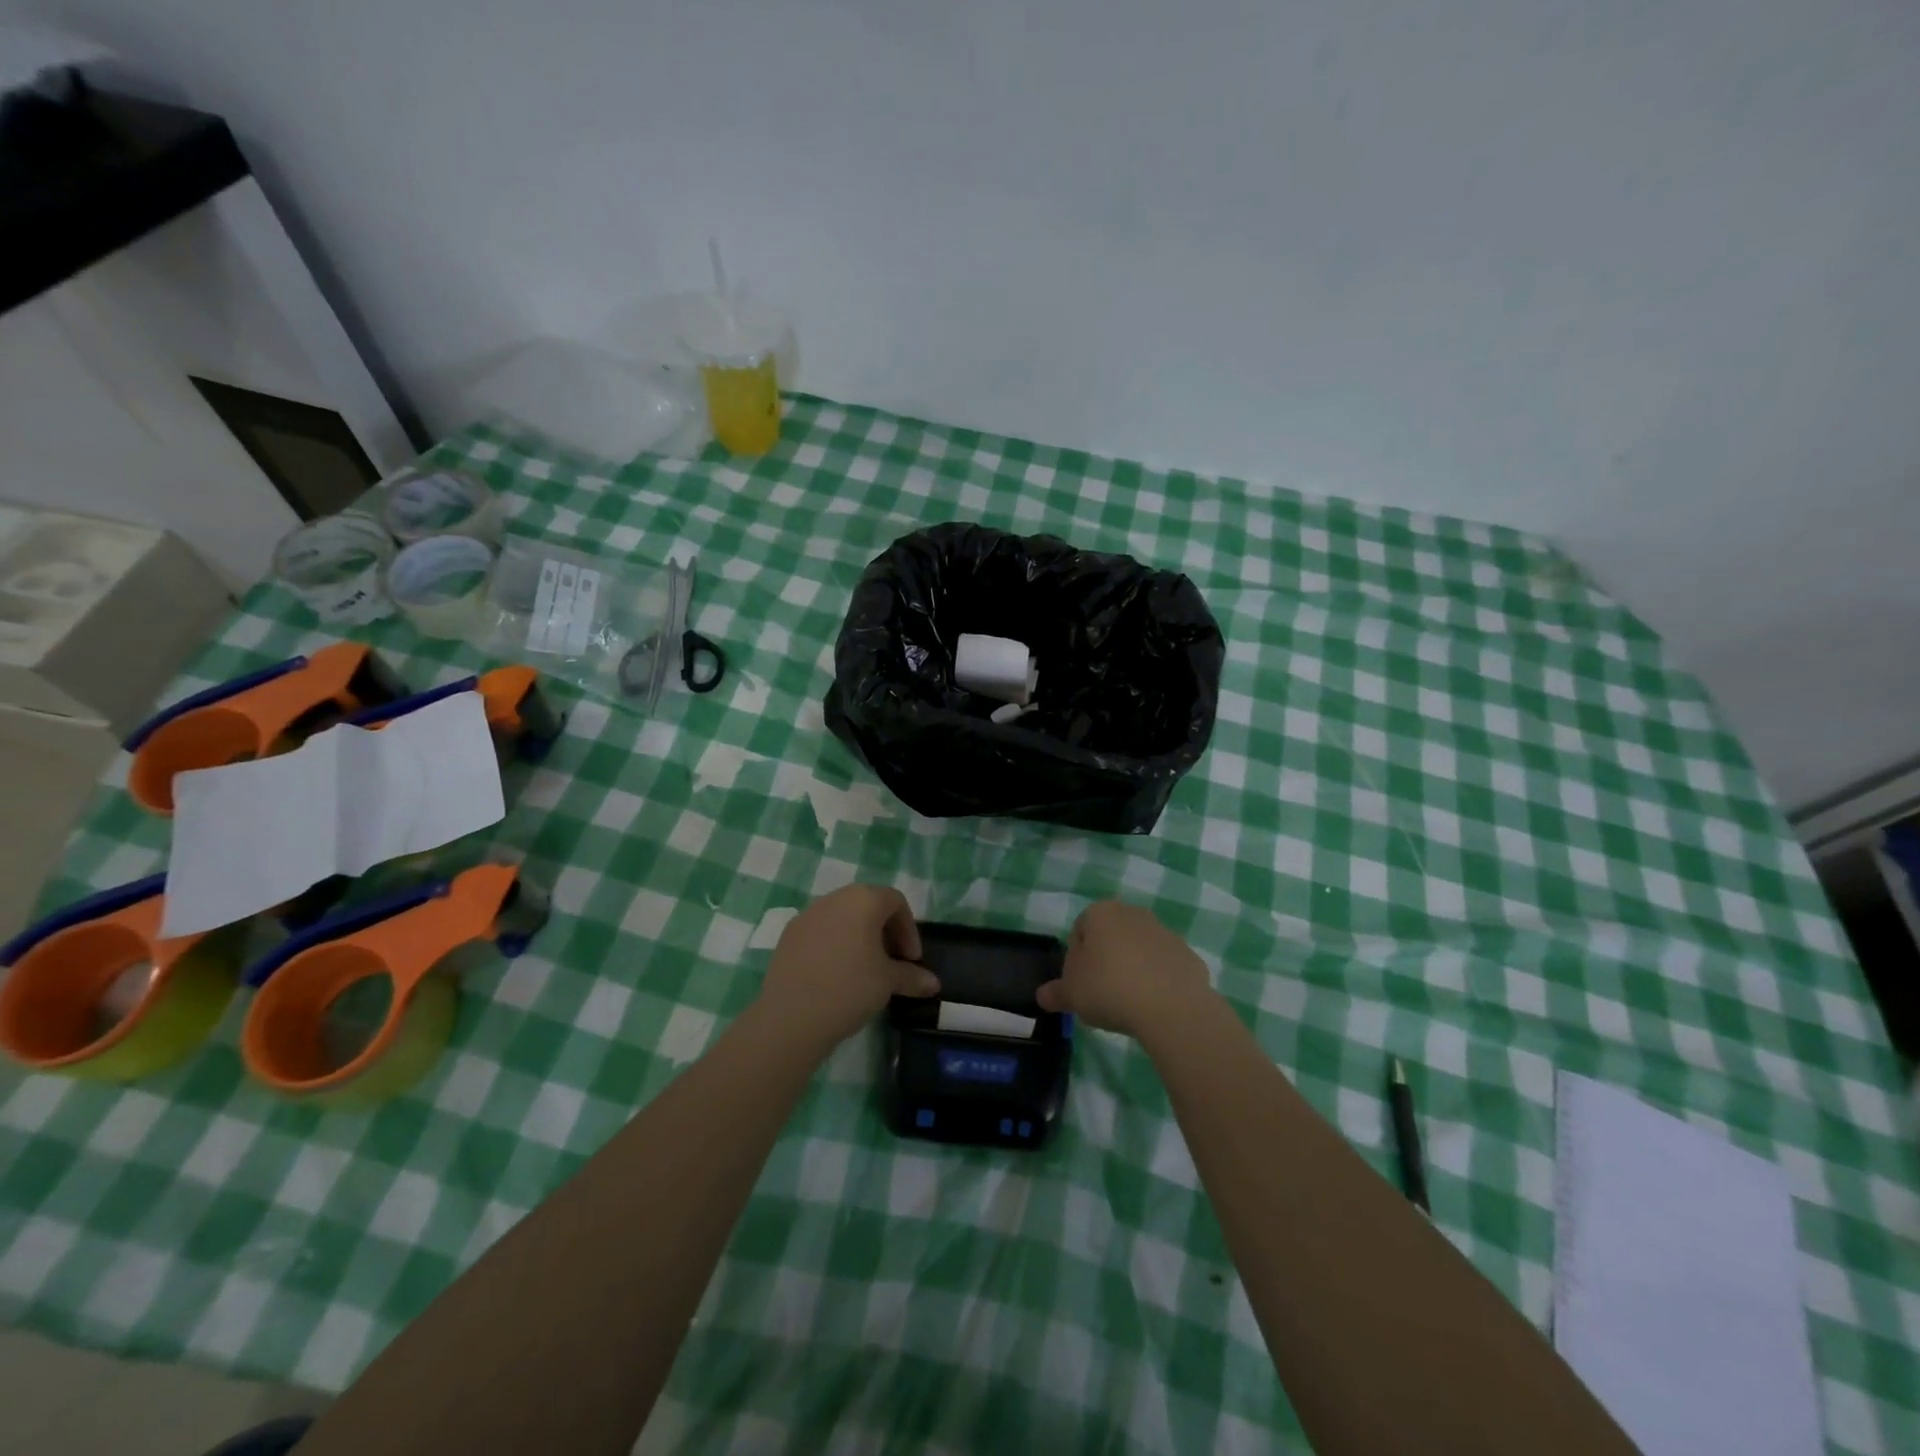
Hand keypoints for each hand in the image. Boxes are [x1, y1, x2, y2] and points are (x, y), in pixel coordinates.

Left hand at [756, 885, 938, 1051]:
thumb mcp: (888, 982)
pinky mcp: (788, 935)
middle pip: (868, 905)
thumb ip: (912, 977)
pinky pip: (820, 932)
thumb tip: (933, 983)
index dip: (909, 930)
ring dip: (859, 937)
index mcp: (863, 900)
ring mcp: (807, 915)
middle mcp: (834, 898)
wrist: (791, 1017)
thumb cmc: (850, 988)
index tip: (912, 960)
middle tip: (892, 962)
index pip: (896, 902)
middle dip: (885, 931)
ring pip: (842, 917)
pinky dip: (834, 945)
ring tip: (864, 969)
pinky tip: (835, 975)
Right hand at [1036, 900, 1212, 1038]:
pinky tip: (1154, 1006)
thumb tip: (1042, 996)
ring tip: (1129, 1004)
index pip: (1079, 931)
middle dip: (1105, 961)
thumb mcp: (1072, 994)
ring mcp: (1164, 932)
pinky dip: (1158, 981)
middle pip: (1111, 937)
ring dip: (1132, 969)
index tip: (1079, 985)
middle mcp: (1133, 913)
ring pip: (1139, 950)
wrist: (1172, 1007)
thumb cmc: (1110, 989)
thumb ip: (1056, 993)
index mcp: (1101, 913)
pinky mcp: (1188, 954)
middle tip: (1101, 994)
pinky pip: (1164, 967)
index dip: (1075, 959)